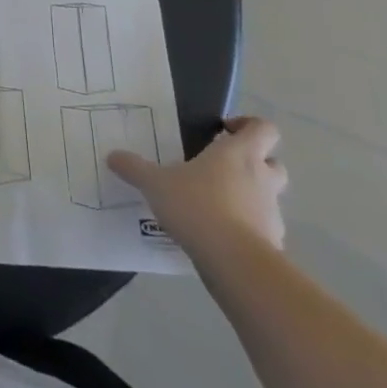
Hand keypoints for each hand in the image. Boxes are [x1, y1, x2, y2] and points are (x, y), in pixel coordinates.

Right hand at [107, 116, 287, 266]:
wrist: (235, 263)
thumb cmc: (197, 206)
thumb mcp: (155, 183)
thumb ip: (134, 168)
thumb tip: (112, 156)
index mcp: (238, 154)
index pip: (263, 129)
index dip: (247, 125)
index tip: (223, 130)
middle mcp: (261, 178)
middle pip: (274, 162)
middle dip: (254, 163)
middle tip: (222, 168)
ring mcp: (272, 212)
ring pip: (269, 197)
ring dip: (249, 197)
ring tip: (215, 205)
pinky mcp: (274, 243)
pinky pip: (263, 228)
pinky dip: (248, 228)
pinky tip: (220, 236)